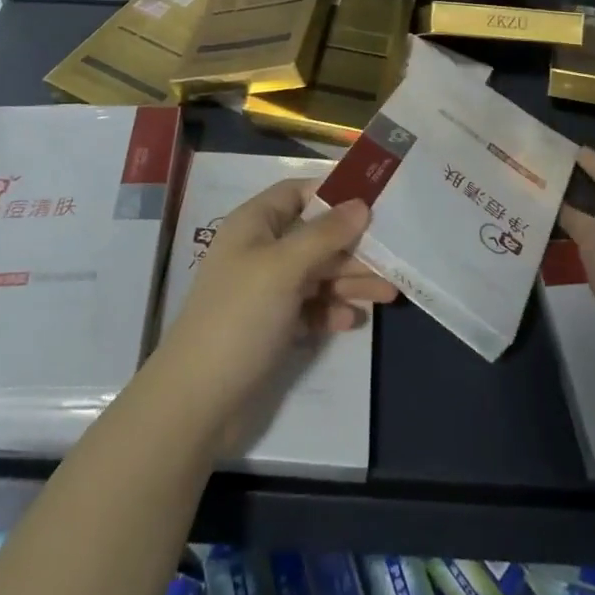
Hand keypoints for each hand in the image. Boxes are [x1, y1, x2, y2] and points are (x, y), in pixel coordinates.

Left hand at [155, 181, 396, 450]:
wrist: (199, 401)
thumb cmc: (240, 317)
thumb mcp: (284, 268)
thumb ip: (325, 234)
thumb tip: (361, 204)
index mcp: (254, 224)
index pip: (298, 192)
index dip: (333, 193)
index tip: (374, 200)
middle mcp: (260, 251)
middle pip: (315, 236)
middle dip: (353, 246)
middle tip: (394, 258)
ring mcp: (266, 290)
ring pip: (317, 273)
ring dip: (350, 280)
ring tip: (389, 294)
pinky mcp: (273, 326)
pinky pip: (310, 308)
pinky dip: (331, 311)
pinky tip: (352, 321)